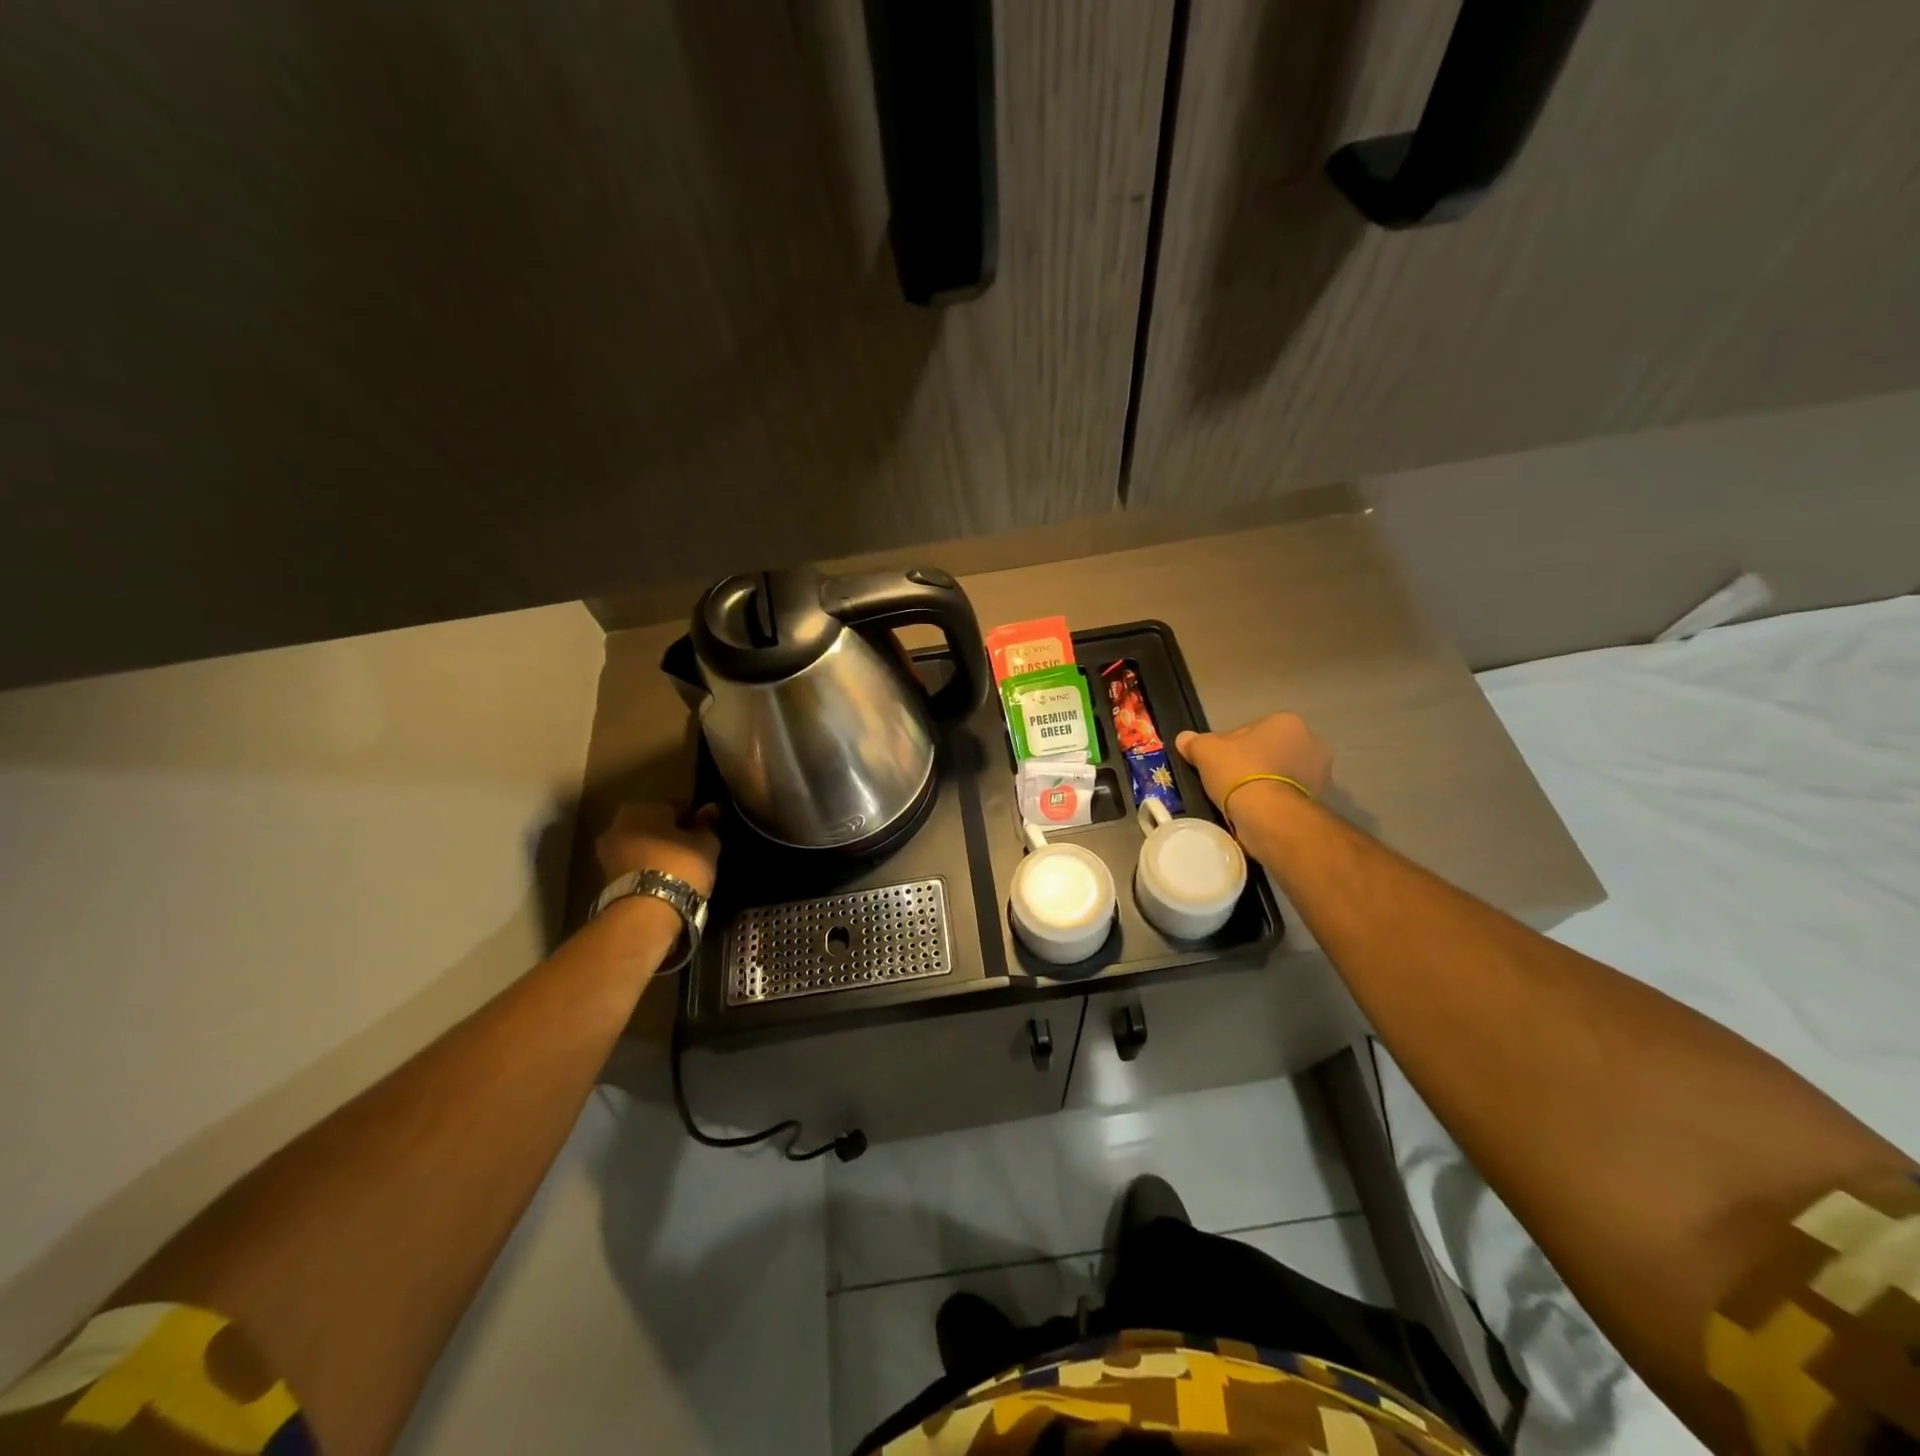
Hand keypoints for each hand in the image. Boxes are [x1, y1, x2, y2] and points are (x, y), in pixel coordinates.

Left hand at [595, 802, 721, 898]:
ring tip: (677, 867)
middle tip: (690, 850)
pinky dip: (646, 868)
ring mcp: (607, 851)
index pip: (675, 807)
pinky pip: (633, 865)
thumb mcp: (705, 844)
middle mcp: (618, 823)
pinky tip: (663, 879)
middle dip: (668, 834)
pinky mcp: (605, 878)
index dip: (692, 819)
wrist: (646, 910)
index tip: (704, 833)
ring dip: (655, 852)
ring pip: (640, 845)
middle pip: (652, 825)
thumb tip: (711, 808)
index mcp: (643, 806)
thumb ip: (707, 824)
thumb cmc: (680, 865)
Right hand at [1175, 713, 1331, 814]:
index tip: (1216, 763)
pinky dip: (1273, 801)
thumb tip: (1184, 739)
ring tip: (1240, 799)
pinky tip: (1254, 811)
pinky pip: (1287, 795)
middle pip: (1269, 751)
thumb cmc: (1239, 771)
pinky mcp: (1319, 800)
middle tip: (1227, 781)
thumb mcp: (1205, 751)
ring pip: (1280, 774)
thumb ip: (1194, 742)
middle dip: (1252, 763)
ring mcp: (1319, 773)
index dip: (1229, 746)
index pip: (1251, 731)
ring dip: (1264, 782)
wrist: (1267, 814)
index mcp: (1287, 721)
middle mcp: (1311, 742)